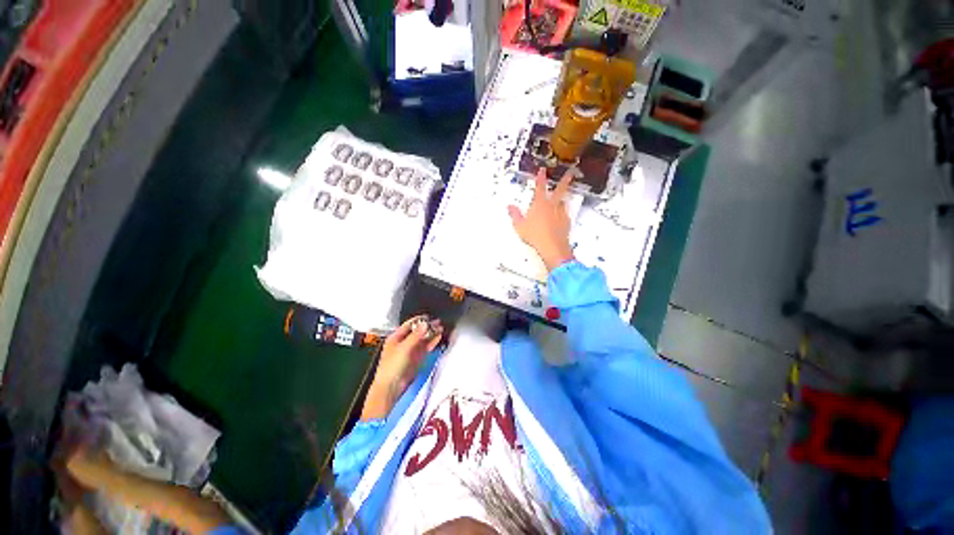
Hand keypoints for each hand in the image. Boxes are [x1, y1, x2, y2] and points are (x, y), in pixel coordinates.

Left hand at [361, 316, 443, 419]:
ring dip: (431, 334)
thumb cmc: (392, 366)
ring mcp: (410, 351)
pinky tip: (438, 337)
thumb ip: (416, 335)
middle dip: (427, 327)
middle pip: (417, 332)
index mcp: (395, 338)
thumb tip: (425, 323)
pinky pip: (425, 348)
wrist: (392, 386)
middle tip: (438, 322)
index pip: (408, 325)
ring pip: (423, 340)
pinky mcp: (417, 359)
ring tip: (441, 328)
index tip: (429, 316)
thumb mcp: (404, 347)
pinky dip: (432, 342)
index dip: (418, 320)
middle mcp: (403, 343)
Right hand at [508, 168, 575, 271]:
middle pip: (560, 190)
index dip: (541, 178)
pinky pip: (565, 214)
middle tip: (570, 174)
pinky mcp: (566, 222)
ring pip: (563, 202)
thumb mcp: (519, 225)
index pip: (540, 187)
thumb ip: (515, 215)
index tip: (542, 170)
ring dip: (563, 199)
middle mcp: (552, 206)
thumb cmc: (535, 235)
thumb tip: (510, 206)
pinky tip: (561, 216)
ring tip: (563, 198)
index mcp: (540, 204)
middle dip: (564, 181)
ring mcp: (560, 214)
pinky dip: (563, 213)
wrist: (551, 246)